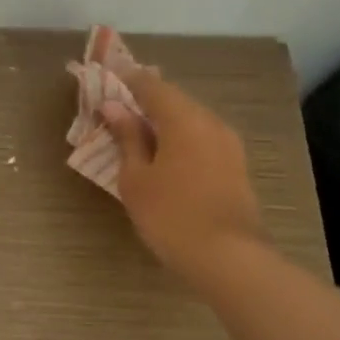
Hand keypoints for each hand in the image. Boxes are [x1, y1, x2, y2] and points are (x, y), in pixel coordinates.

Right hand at [101, 68, 265, 278]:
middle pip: (173, 100)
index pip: (150, 85)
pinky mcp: (235, 165)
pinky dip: (179, 138)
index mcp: (183, 118)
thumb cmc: (170, 215)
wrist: (228, 257)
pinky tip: (162, 156)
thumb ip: (126, 138)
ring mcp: (228, 144)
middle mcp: (210, 122)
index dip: (125, 81)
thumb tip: (114, 107)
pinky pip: (201, 138)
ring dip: (162, 122)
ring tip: (135, 135)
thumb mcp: (136, 177)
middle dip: (143, 102)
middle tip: (115, 111)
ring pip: (189, 120)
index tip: (104, 82)